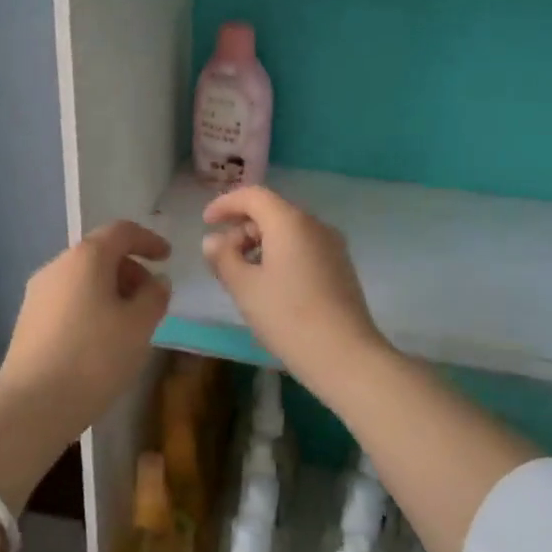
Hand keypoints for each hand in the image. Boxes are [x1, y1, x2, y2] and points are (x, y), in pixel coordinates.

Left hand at [0, 220, 172, 433]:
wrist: (32, 405)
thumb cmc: (94, 357)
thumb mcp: (139, 326)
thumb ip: (154, 296)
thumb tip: (156, 280)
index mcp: (86, 258)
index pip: (121, 232)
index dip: (148, 240)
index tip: (167, 258)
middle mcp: (57, 266)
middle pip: (100, 254)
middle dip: (130, 270)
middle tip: (151, 301)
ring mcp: (38, 294)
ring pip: (83, 279)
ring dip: (111, 291)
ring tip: (129, 325)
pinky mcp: (28, 320)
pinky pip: (68, 300)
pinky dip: (91, 307)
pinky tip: (101, 341)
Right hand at [201, 186, 389, 391]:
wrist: (345, 355)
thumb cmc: (287, 316)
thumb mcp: (245, 288)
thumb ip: (223, 258)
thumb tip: (212, 240)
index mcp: (290, 222)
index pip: (253, 195)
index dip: (226, 204)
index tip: (206, 221)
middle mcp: (314, 225)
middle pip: (272, 211)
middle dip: (242, 227)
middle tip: (222, 257)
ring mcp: (332, 245)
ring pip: (289, 231)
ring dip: (261, 243)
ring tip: (243, 274)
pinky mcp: (341, 267)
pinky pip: (304, 247)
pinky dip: (281, 254)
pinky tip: (270, 284)